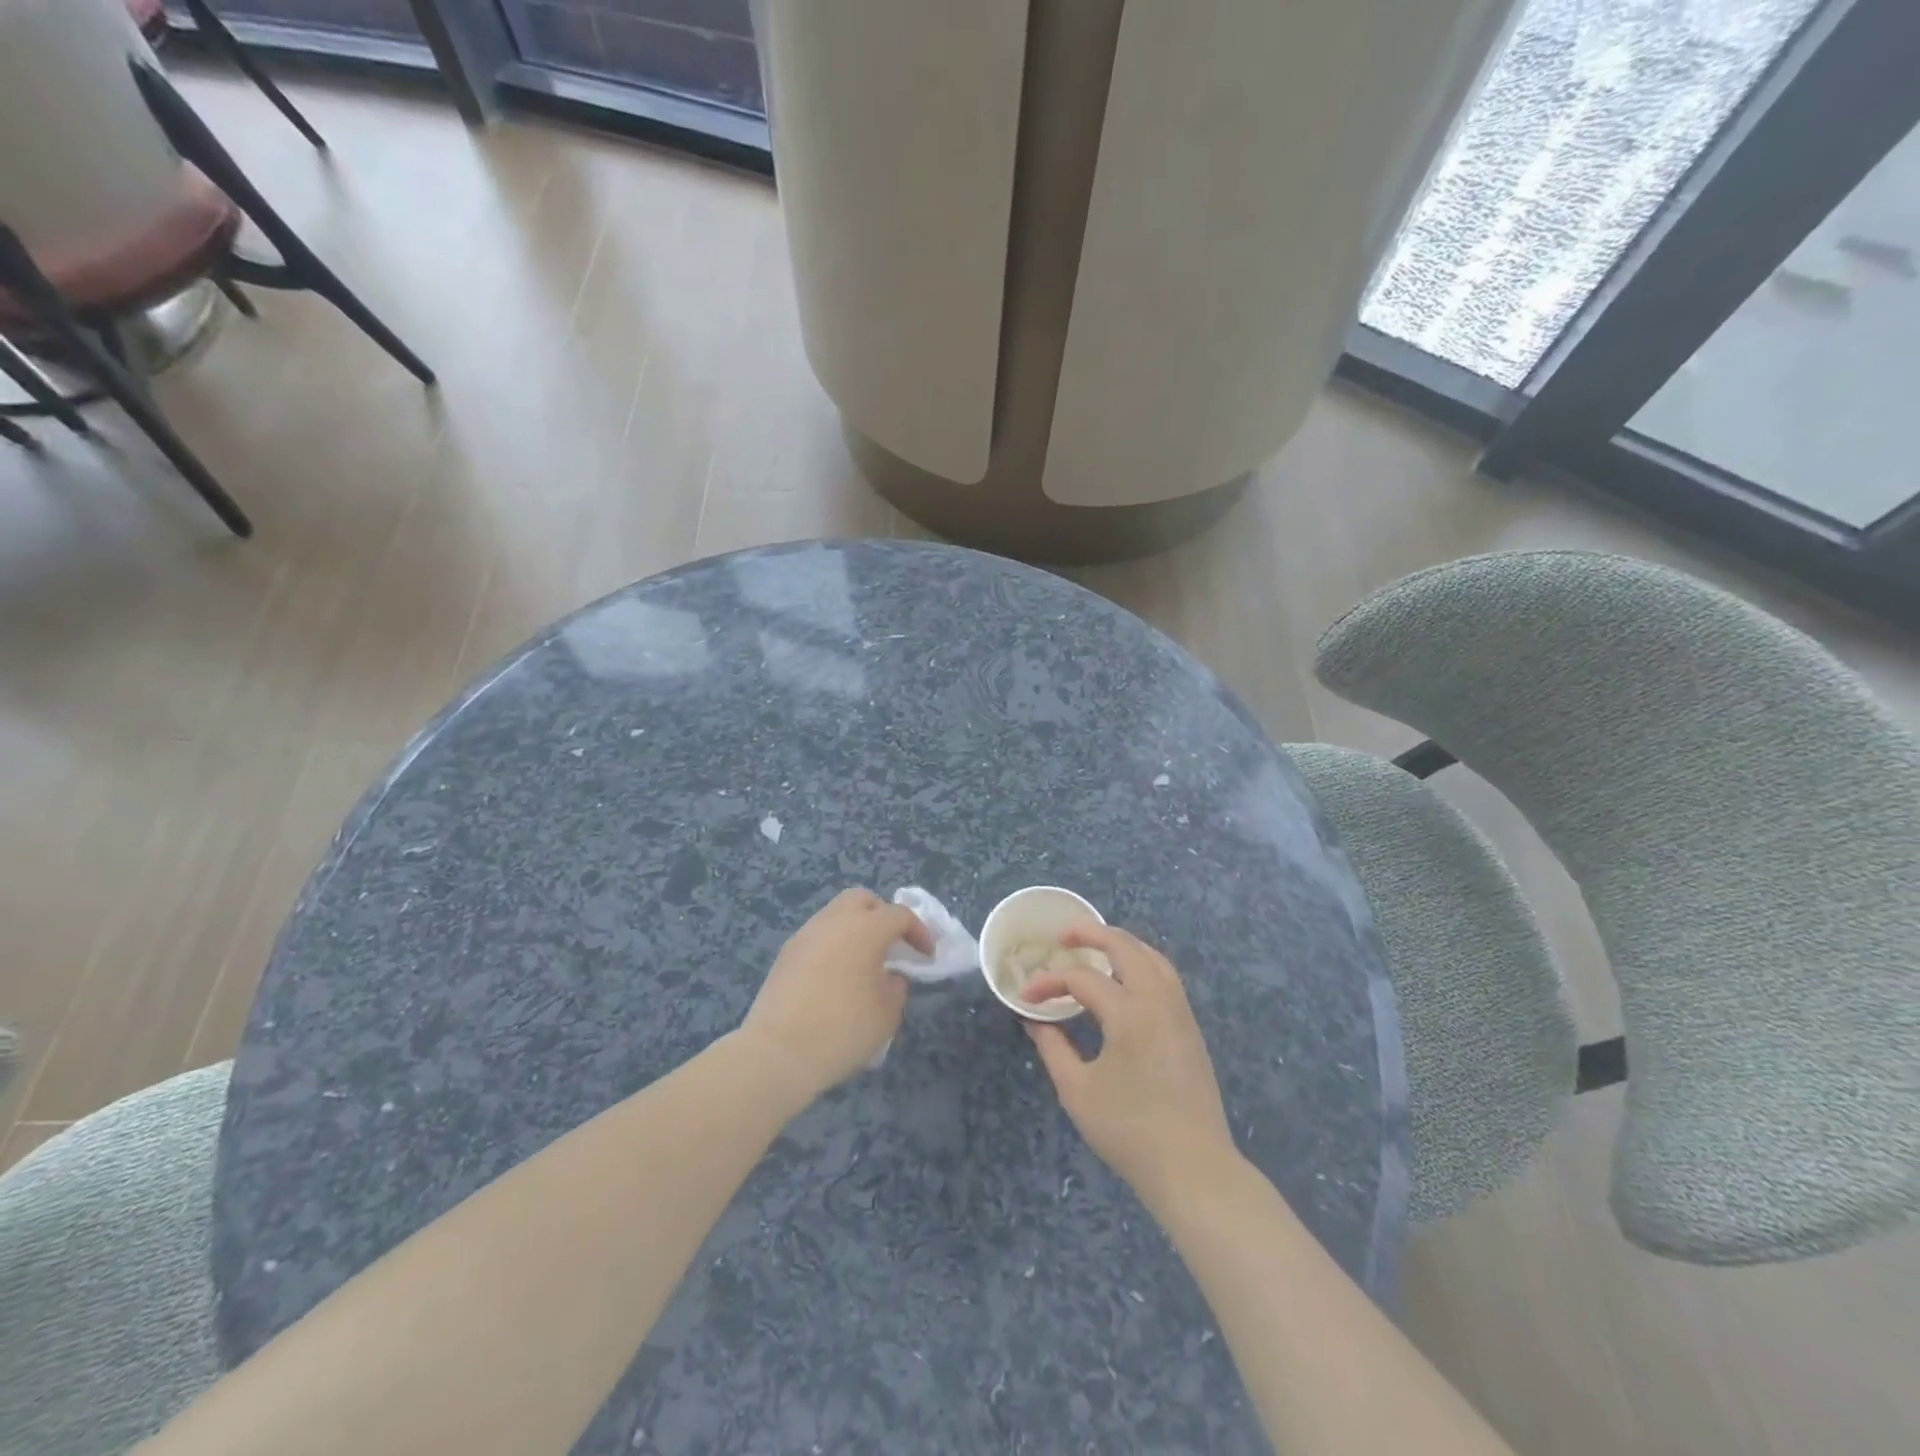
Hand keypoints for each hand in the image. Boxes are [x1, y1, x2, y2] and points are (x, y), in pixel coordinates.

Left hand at [739, 888, 931, 1099]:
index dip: (919, 932)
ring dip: (855, 929)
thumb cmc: (843, 1029)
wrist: (777, 1053)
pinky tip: (837, 977)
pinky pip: (818, 936)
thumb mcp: (887, 1013)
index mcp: (865, 928)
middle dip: (882, 915)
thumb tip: (889, 976)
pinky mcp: (785, 954)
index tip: (927, 956)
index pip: (900, 915)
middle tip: (892, 945)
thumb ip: (896, 986)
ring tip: (864, 963)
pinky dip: (834, 945)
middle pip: (863, 900)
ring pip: (836, 914)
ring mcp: (806, 934)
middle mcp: (834, 921)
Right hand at [1023, 923, 1235, 1202]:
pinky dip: (1141, 962)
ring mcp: (1180, 1012)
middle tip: (1063, 936)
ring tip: (1094, 947)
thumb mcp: (1077, 1090)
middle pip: (1125, 947)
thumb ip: (1053, 1047)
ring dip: (1121, 944)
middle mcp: (1158, 1000)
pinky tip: (1124, 978)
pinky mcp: (1190, 1027)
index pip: (1081, 979)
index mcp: (1130, 1012)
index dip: (1048, 982)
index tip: (1025, 997)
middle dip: (1091, 934)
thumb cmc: (1129, 1131)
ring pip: (1152, 957)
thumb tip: (1035, 1021)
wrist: (1194, 1168)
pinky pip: (1165, 976)